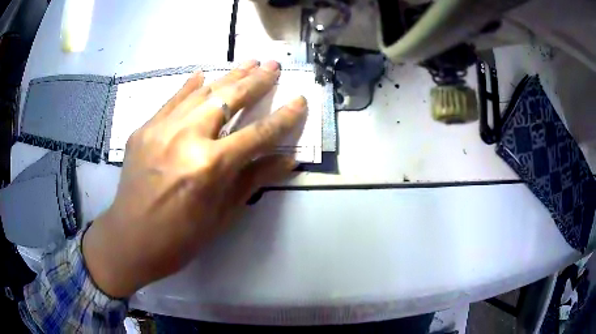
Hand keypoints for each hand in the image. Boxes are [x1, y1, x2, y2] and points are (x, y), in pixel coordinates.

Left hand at [82, 60, 306, 297]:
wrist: (131, 239)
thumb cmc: (181, 237)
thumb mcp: (222, 214)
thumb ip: (254, 179)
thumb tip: (288, 159)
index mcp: (210, 166)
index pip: (258, 133)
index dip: (284, 117)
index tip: (300, 100)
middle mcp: (186, 138)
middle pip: (229, 99)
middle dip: (257, 81)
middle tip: (274, 65)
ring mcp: (161, 129)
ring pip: (201, 92)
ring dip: (228, 76)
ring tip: (249, 62)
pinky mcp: (143, 129)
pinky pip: (171, 100)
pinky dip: (189, 87)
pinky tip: (203, 74)